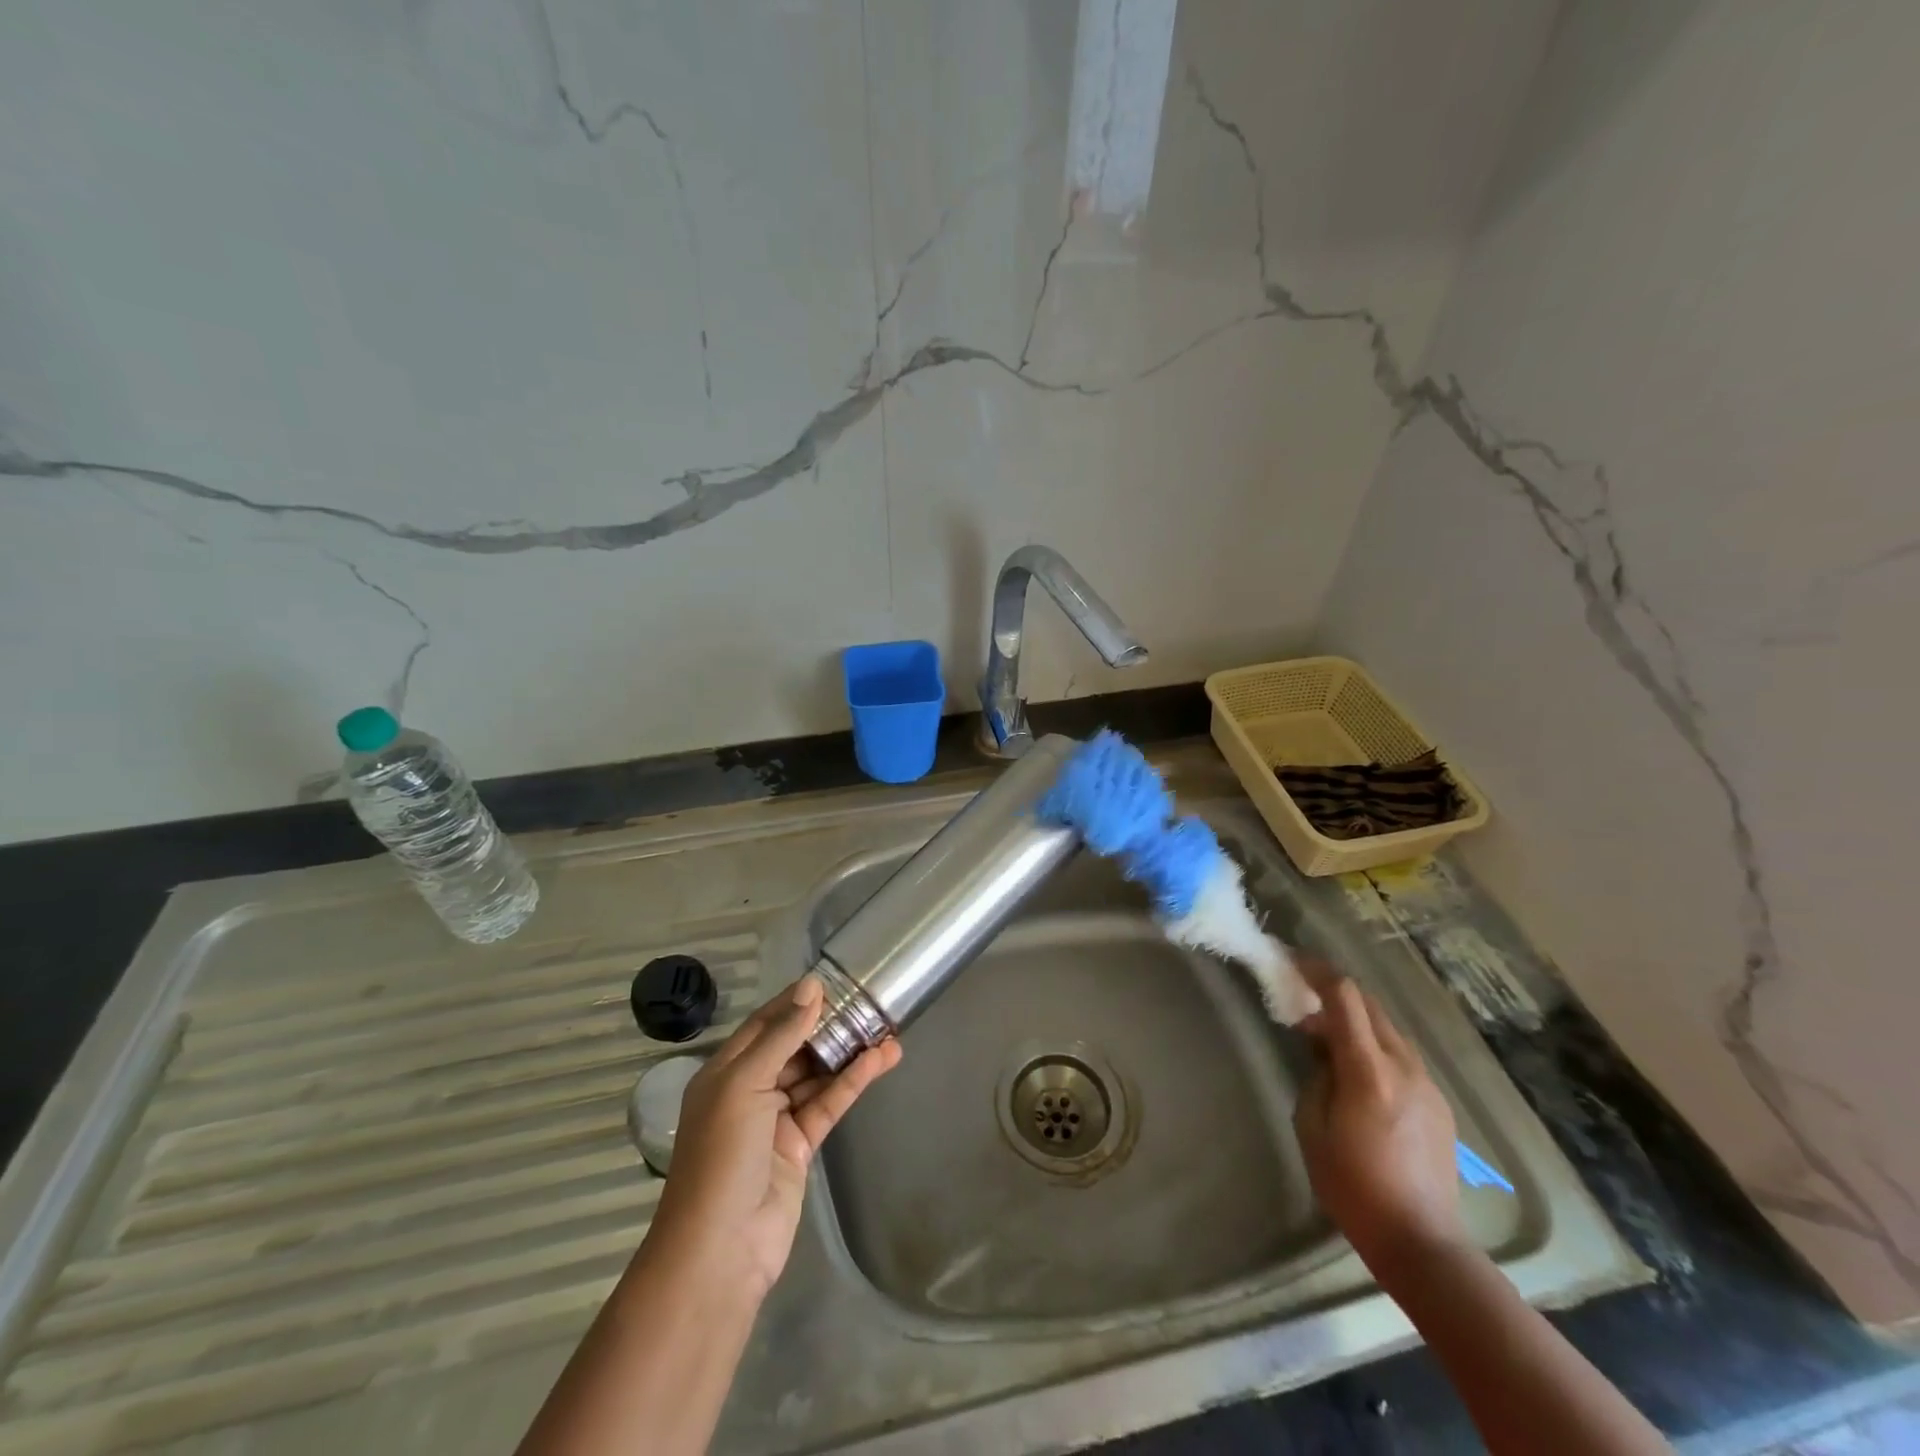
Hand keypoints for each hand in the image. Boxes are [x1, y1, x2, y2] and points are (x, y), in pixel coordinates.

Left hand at [647, 977, 900, 1299]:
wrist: (721, 1249)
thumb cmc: (722, 1154)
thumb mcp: (745, 1083)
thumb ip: (782, 1035)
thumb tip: (811, 985)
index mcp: (725, 1071)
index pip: (764, 1024)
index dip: (796, 1001)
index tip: (832, 980)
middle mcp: (749, 1089)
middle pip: (794, 1047)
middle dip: (828, 1025)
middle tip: (867, 1002)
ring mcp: (776, 1119)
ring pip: (817, 1074)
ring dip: (848, 1053)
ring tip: (887, 1027)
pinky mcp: (801, 1145)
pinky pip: (829, 1103)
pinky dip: (853, 1081)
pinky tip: (880, 1060)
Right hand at [1294, 970, 1466, 1274]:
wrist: (1422, 1241)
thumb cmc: (1353, 1186)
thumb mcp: (1312, 1125)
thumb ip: (1317, 1074)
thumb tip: (1324, 1049)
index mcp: (1369, 1070)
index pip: (1345, 997)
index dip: (1317, 971)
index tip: (1291, 960)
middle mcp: (1404, 1066)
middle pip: (1370, 1005)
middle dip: (1334, 992)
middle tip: (1302, 999)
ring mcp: (1428, 1084)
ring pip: (1388, 1029)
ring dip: (1355, 1020)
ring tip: (1326, 1037)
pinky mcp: (1439, 1103)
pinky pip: (1402, 1056)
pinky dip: (1374, 1046)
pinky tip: (1358, 1072)